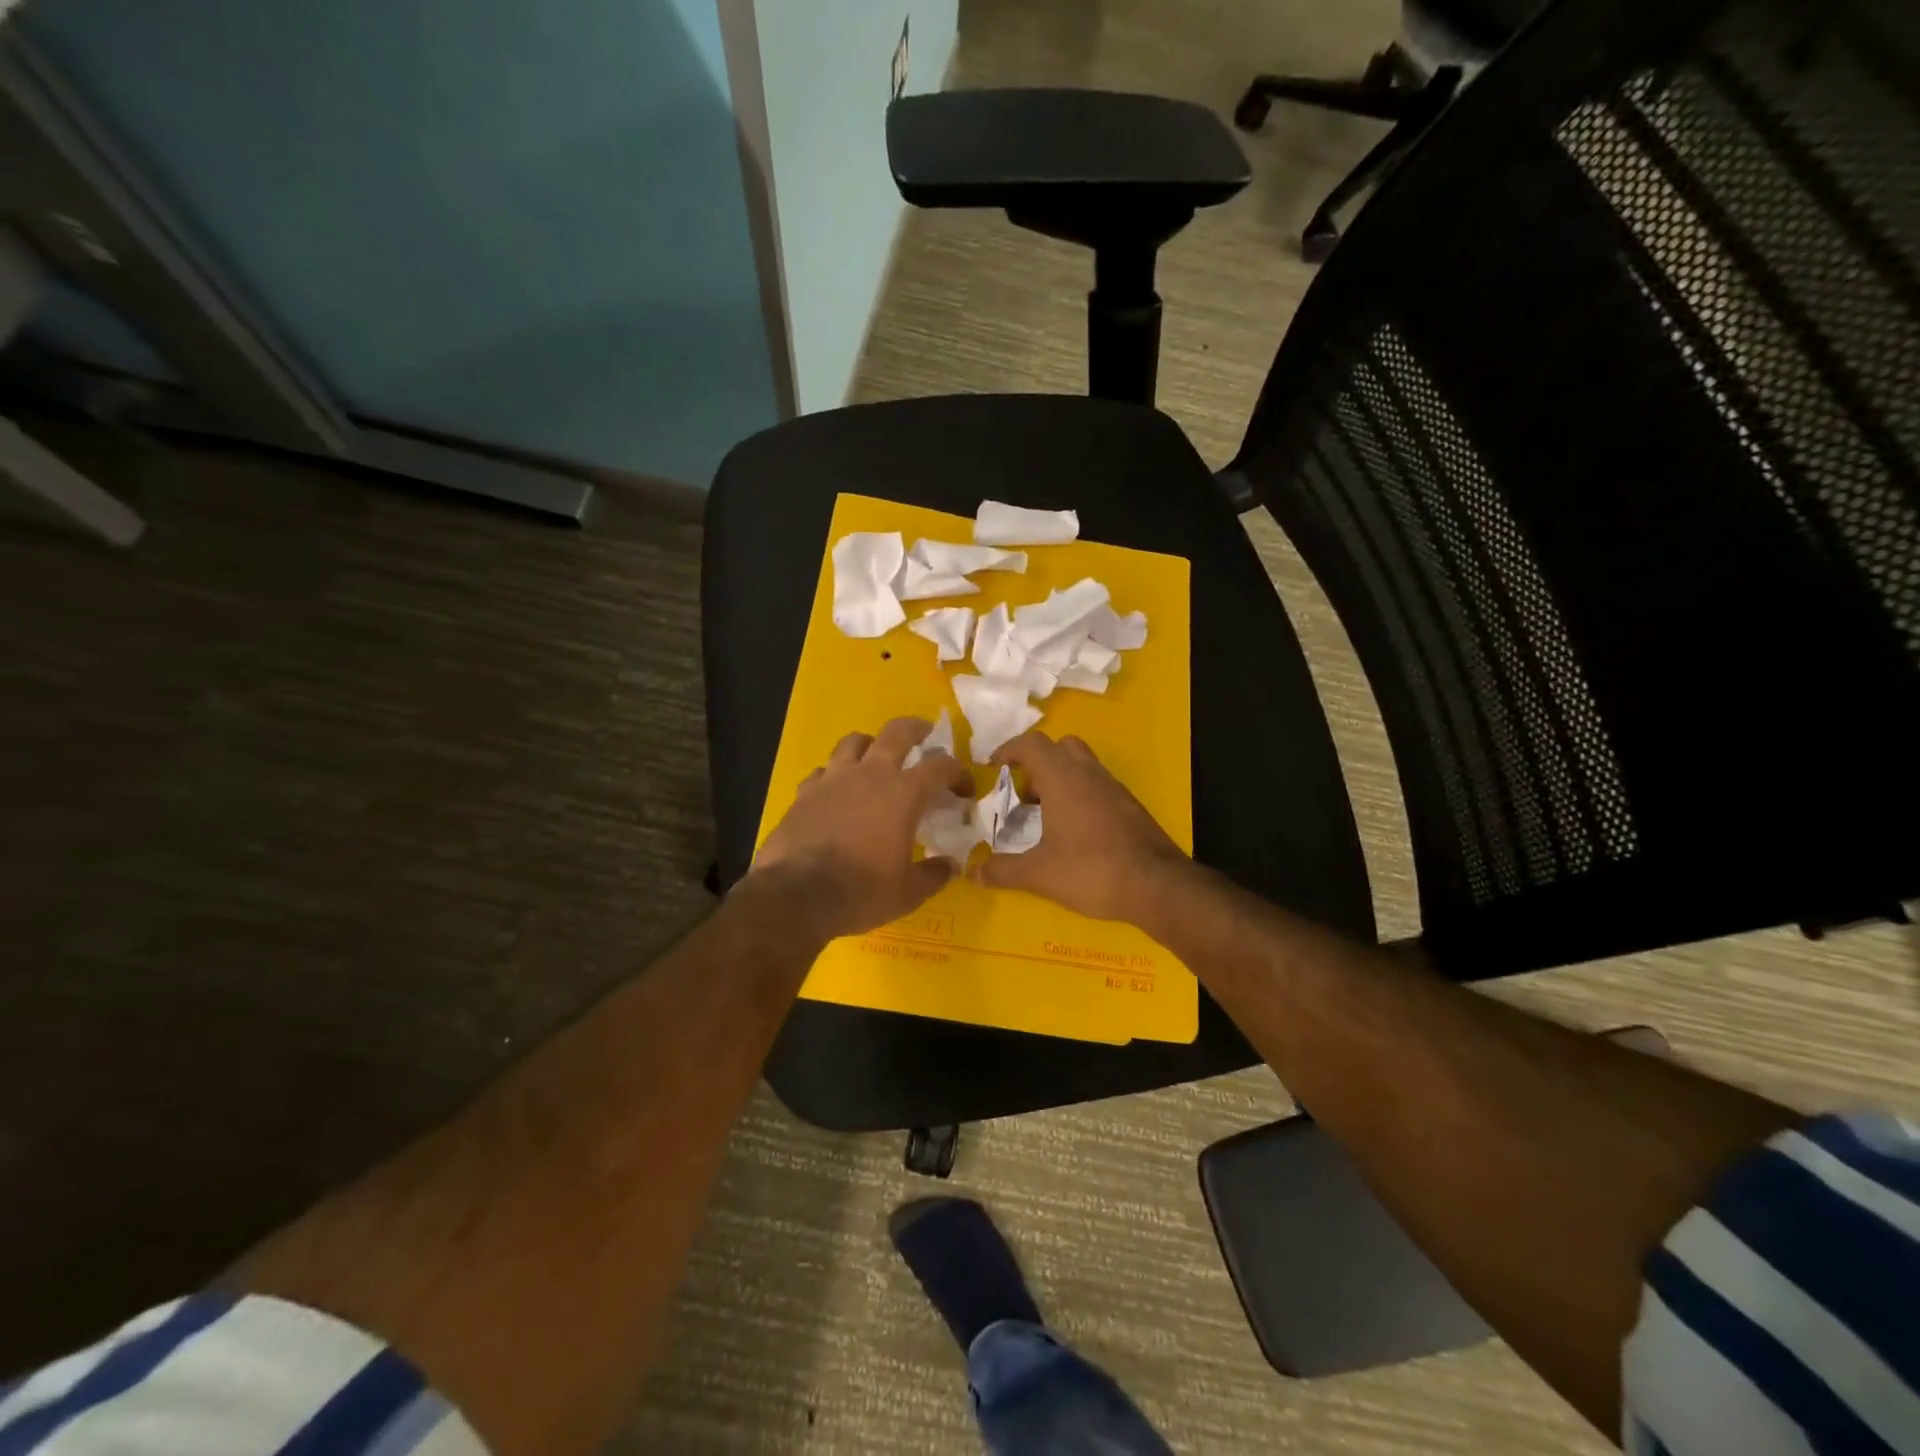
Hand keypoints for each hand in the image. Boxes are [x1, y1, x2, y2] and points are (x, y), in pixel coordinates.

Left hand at [751, 717, 973, 940]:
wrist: (795, 896)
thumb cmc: (860, 891)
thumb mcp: (908, 893)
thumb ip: (934, 874)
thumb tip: (951, 865)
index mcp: (903, 794)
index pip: (941, 767)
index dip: (958, 772)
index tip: (964, 789)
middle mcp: (869, 775)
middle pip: (896, 732)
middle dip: (916, 728)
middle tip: (925, 734)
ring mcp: (832, 780)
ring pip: (853, 741)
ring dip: (870, 744)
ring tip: (875, 757)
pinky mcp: (803, 793)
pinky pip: (822, 771)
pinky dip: (834, 775)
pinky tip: (836, 791)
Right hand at [974, 732, 1188, 922]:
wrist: (1157, 885)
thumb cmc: (1091, 870)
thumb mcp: (1039, 874)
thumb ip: (1003, 871)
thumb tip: (973, 873)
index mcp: (1063, 778)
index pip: (1031, 744)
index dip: (1008, 749)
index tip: (992, 766)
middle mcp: (1089, 773)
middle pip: (1060, 747)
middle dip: (1037, 763)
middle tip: (1023, 793)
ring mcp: (1114, 788)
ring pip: (1082, 766)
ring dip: (1060, 780)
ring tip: (1044, 816)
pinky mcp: (1130, 807)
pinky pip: (1098, 787)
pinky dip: (1080, 797)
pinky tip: (1074, 833)